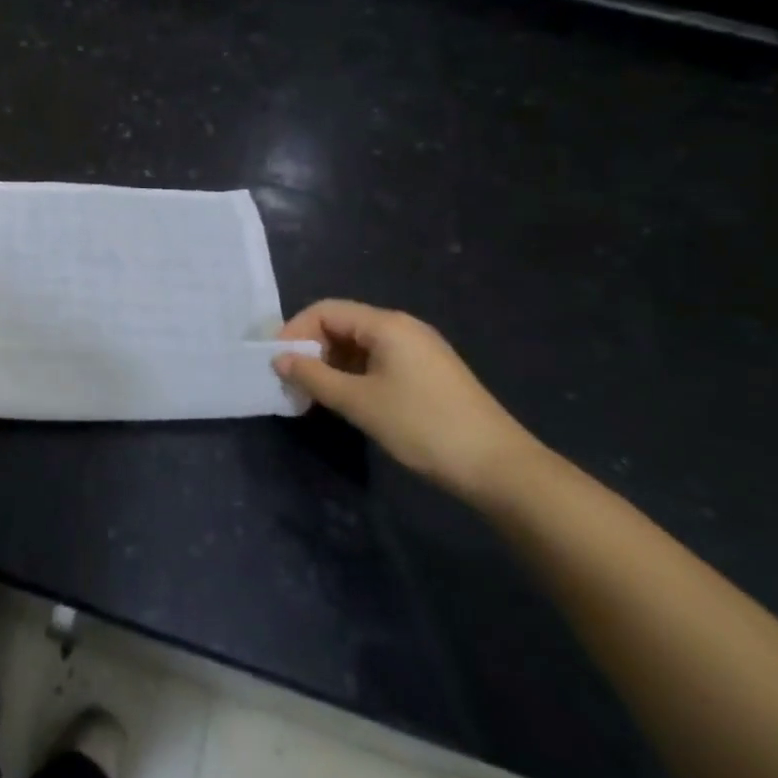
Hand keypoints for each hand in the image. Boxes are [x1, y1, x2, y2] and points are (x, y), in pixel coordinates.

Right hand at [274, 300, 540, 502]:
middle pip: (342, 323)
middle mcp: (402, 327)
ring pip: (360, 344)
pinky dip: (354, 373)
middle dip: (312, 348)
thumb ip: (315, 377)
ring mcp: (418, 349)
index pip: (326, 310)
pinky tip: (347, 399)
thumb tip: (279, 360)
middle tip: (293, 382)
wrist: (499, 467)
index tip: (278, 363)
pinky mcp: (427, 372)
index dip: (296, 330)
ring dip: (332, 363)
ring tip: (315, 394)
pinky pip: (378, 360)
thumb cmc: (423, 426)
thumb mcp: (360, 403)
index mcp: (387, 324)